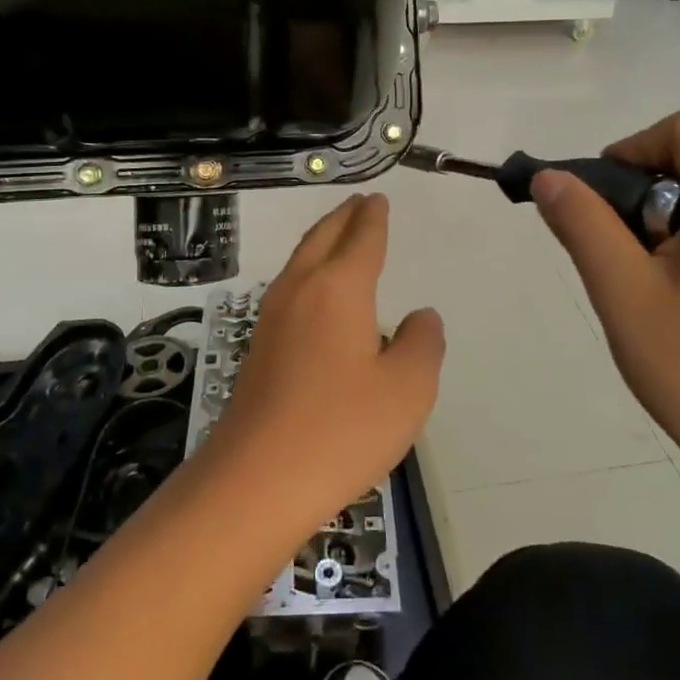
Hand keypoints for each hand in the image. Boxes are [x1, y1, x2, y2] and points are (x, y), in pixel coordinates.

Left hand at [201, 194, 444, 533]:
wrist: (257, 480)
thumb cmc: (342, 429)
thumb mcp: (408, 389)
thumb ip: (422, 343)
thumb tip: (420, 316)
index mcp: (338, 288)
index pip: (361, 239)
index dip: (374, 218)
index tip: (378, 199)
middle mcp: (300, 290)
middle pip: (322, 238)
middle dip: (343, 217)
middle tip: (359, 203)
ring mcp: (272, 318)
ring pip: (300, 261)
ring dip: (322, 240)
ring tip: (339, 235)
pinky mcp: (259, 347)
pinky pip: (290, 288)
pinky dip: (309, 271)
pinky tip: (316, 293)